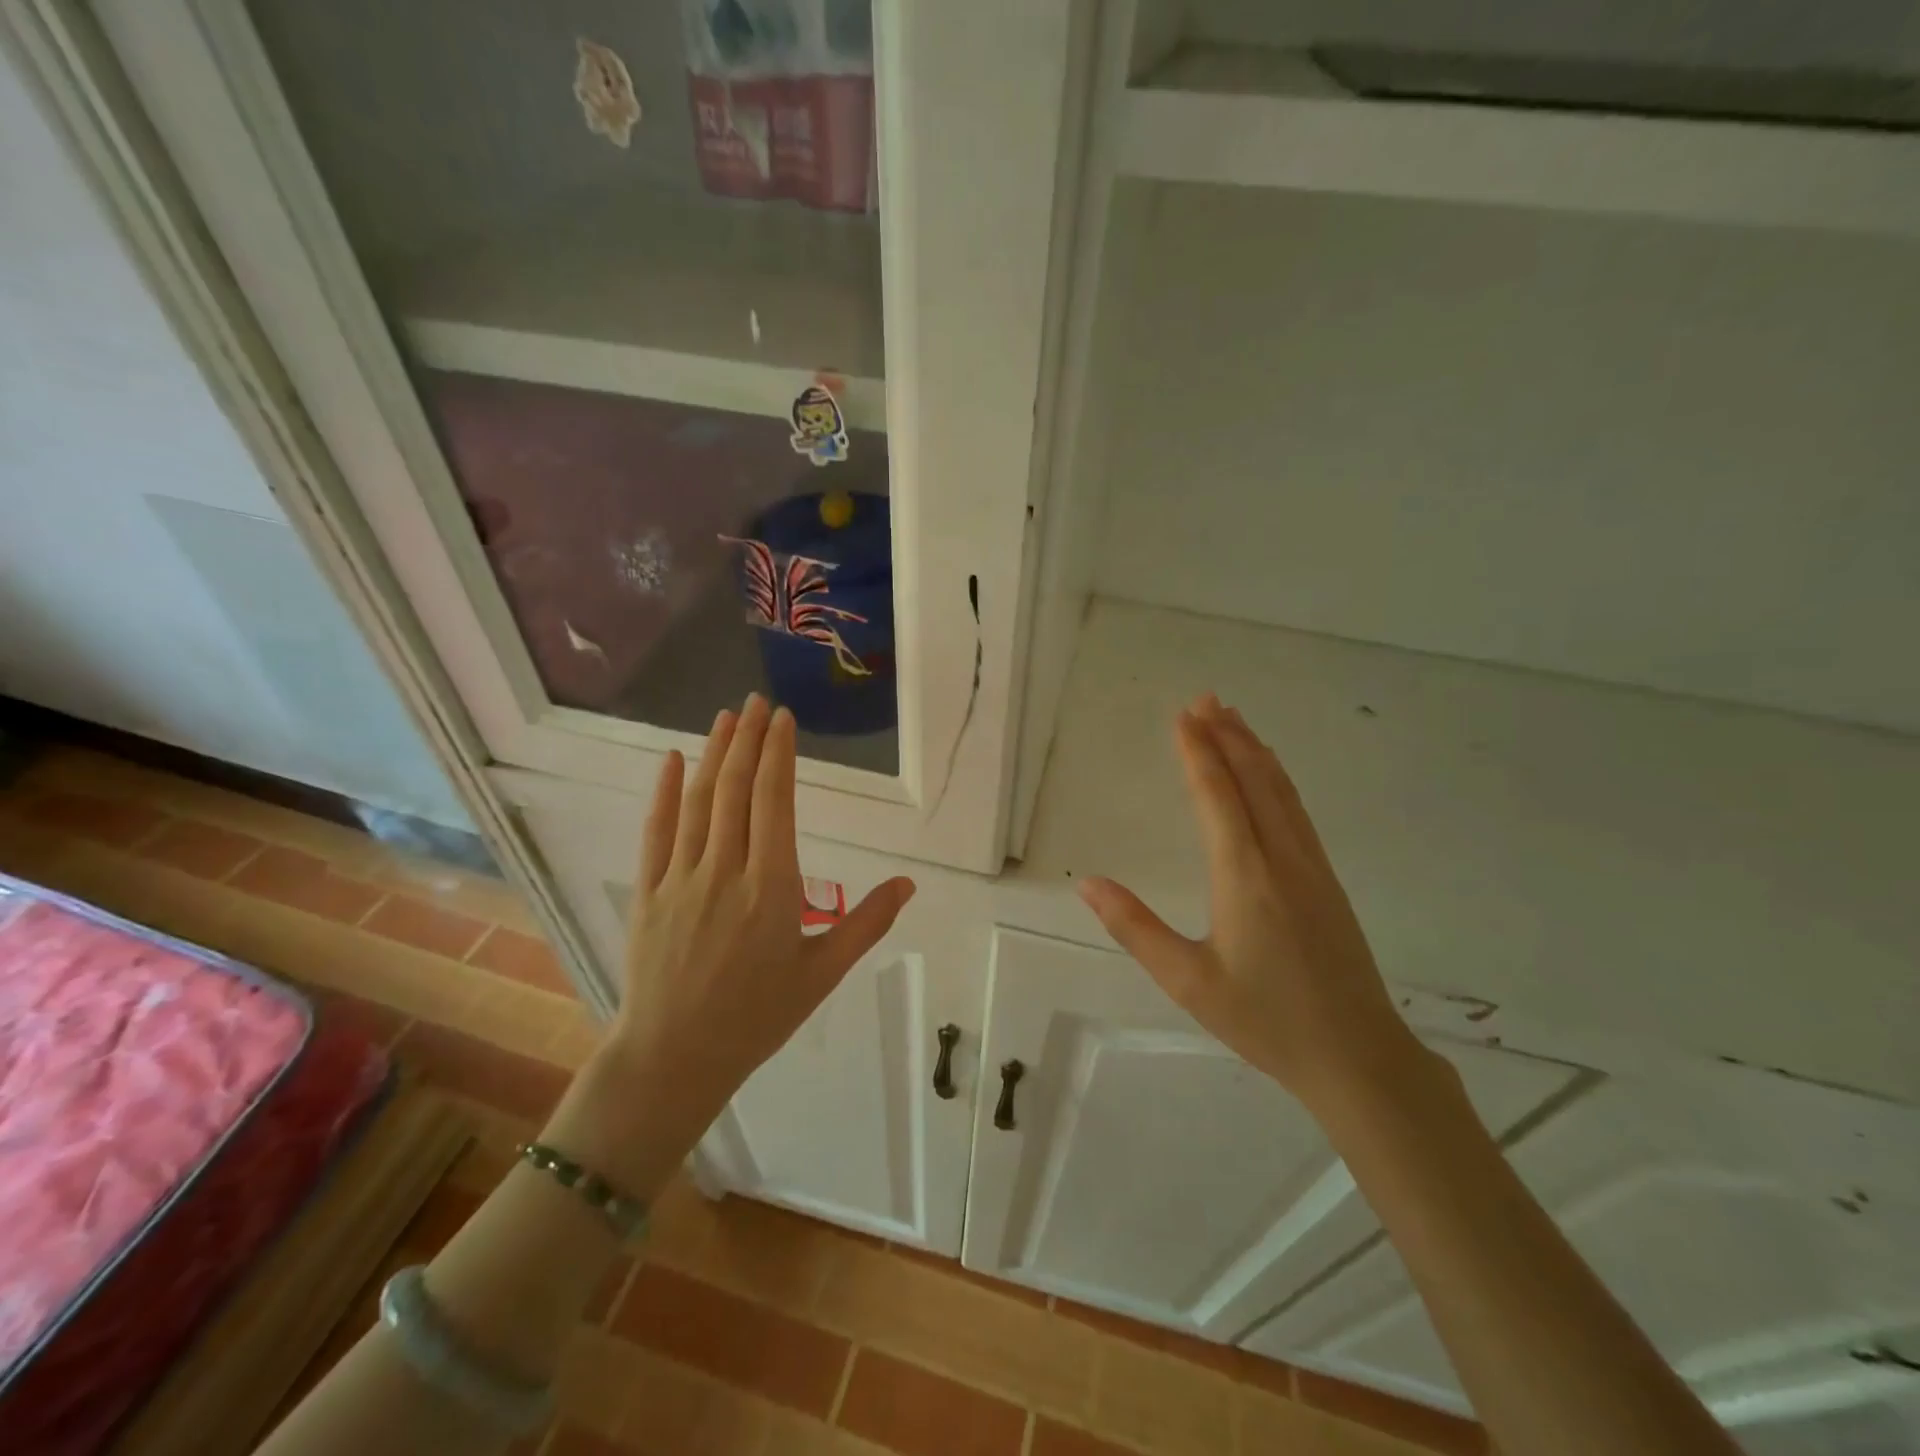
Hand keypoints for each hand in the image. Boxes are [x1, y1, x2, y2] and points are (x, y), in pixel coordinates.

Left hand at [569, 696, 913, 1183]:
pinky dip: (663, 791)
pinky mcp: (650, 891)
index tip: (782, 719)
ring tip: (726, 717)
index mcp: (773, 887)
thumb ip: (867, 924)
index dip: (778, 754)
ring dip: (713, 754)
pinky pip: (656, 830)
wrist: (676, 1057)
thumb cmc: (758, 1016)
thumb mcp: (823, 973)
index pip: (775, 801)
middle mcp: (727, 870)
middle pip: (736, 789)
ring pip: (699, 801)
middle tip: (756, 702)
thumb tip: (908, 883)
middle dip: (747, 740)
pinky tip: (670, 759)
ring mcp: (682, 878)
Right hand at [1077, 694, 1422, 1110]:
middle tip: (1205, 699)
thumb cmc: (1266, 1020)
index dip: (1197, 752)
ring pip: (1282, 791)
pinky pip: (1297, 810)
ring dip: (1255, 750)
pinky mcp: (1327, 880)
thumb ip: (1135, 928)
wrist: (1358, 1055)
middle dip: (1227, 736)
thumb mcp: (1188, 981)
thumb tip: (1088, 883)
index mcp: (1245, 876)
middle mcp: (1282, 858)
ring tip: (1234, 719)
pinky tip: (1271, 775)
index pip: (1217, 796)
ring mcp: (1312, 866)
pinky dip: (1277, 778)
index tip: (1183, 716)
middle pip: (1254, 780)